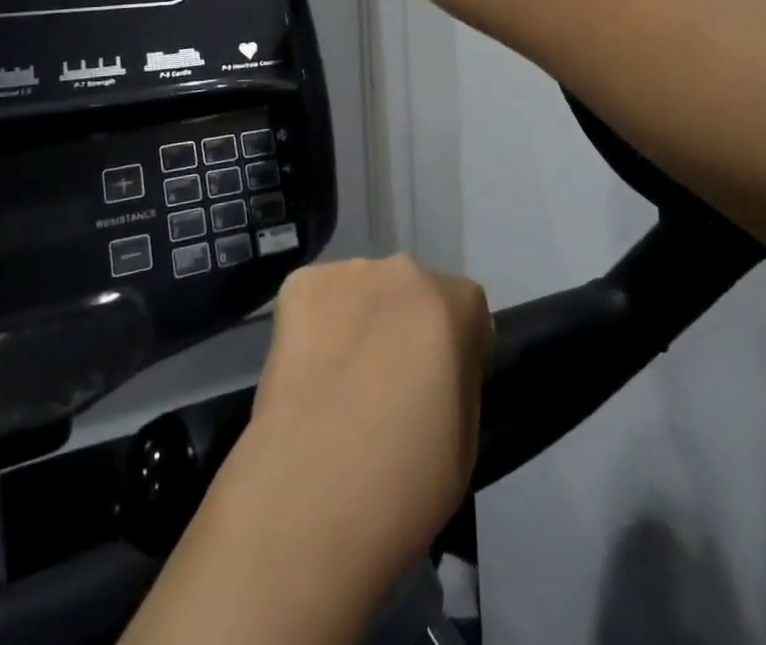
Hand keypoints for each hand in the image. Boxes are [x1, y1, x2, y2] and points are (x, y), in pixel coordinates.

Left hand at [226, 256, 491, 578]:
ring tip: (337, 384)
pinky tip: (306, 374)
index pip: (465, 310)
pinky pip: (315, 300)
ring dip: (357, 323)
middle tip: (384, 386)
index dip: (453, 348)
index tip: (436, 388)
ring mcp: (347, 271)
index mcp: (455, 302)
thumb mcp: (466, 438)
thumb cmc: (405, 482)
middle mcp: (404, 271)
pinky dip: (313, 327)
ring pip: (360, 292)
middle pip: (410, 292)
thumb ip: (457, 380)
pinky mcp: (299, 285)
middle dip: (403, 326)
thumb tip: (437, 371)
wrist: (312, 495)